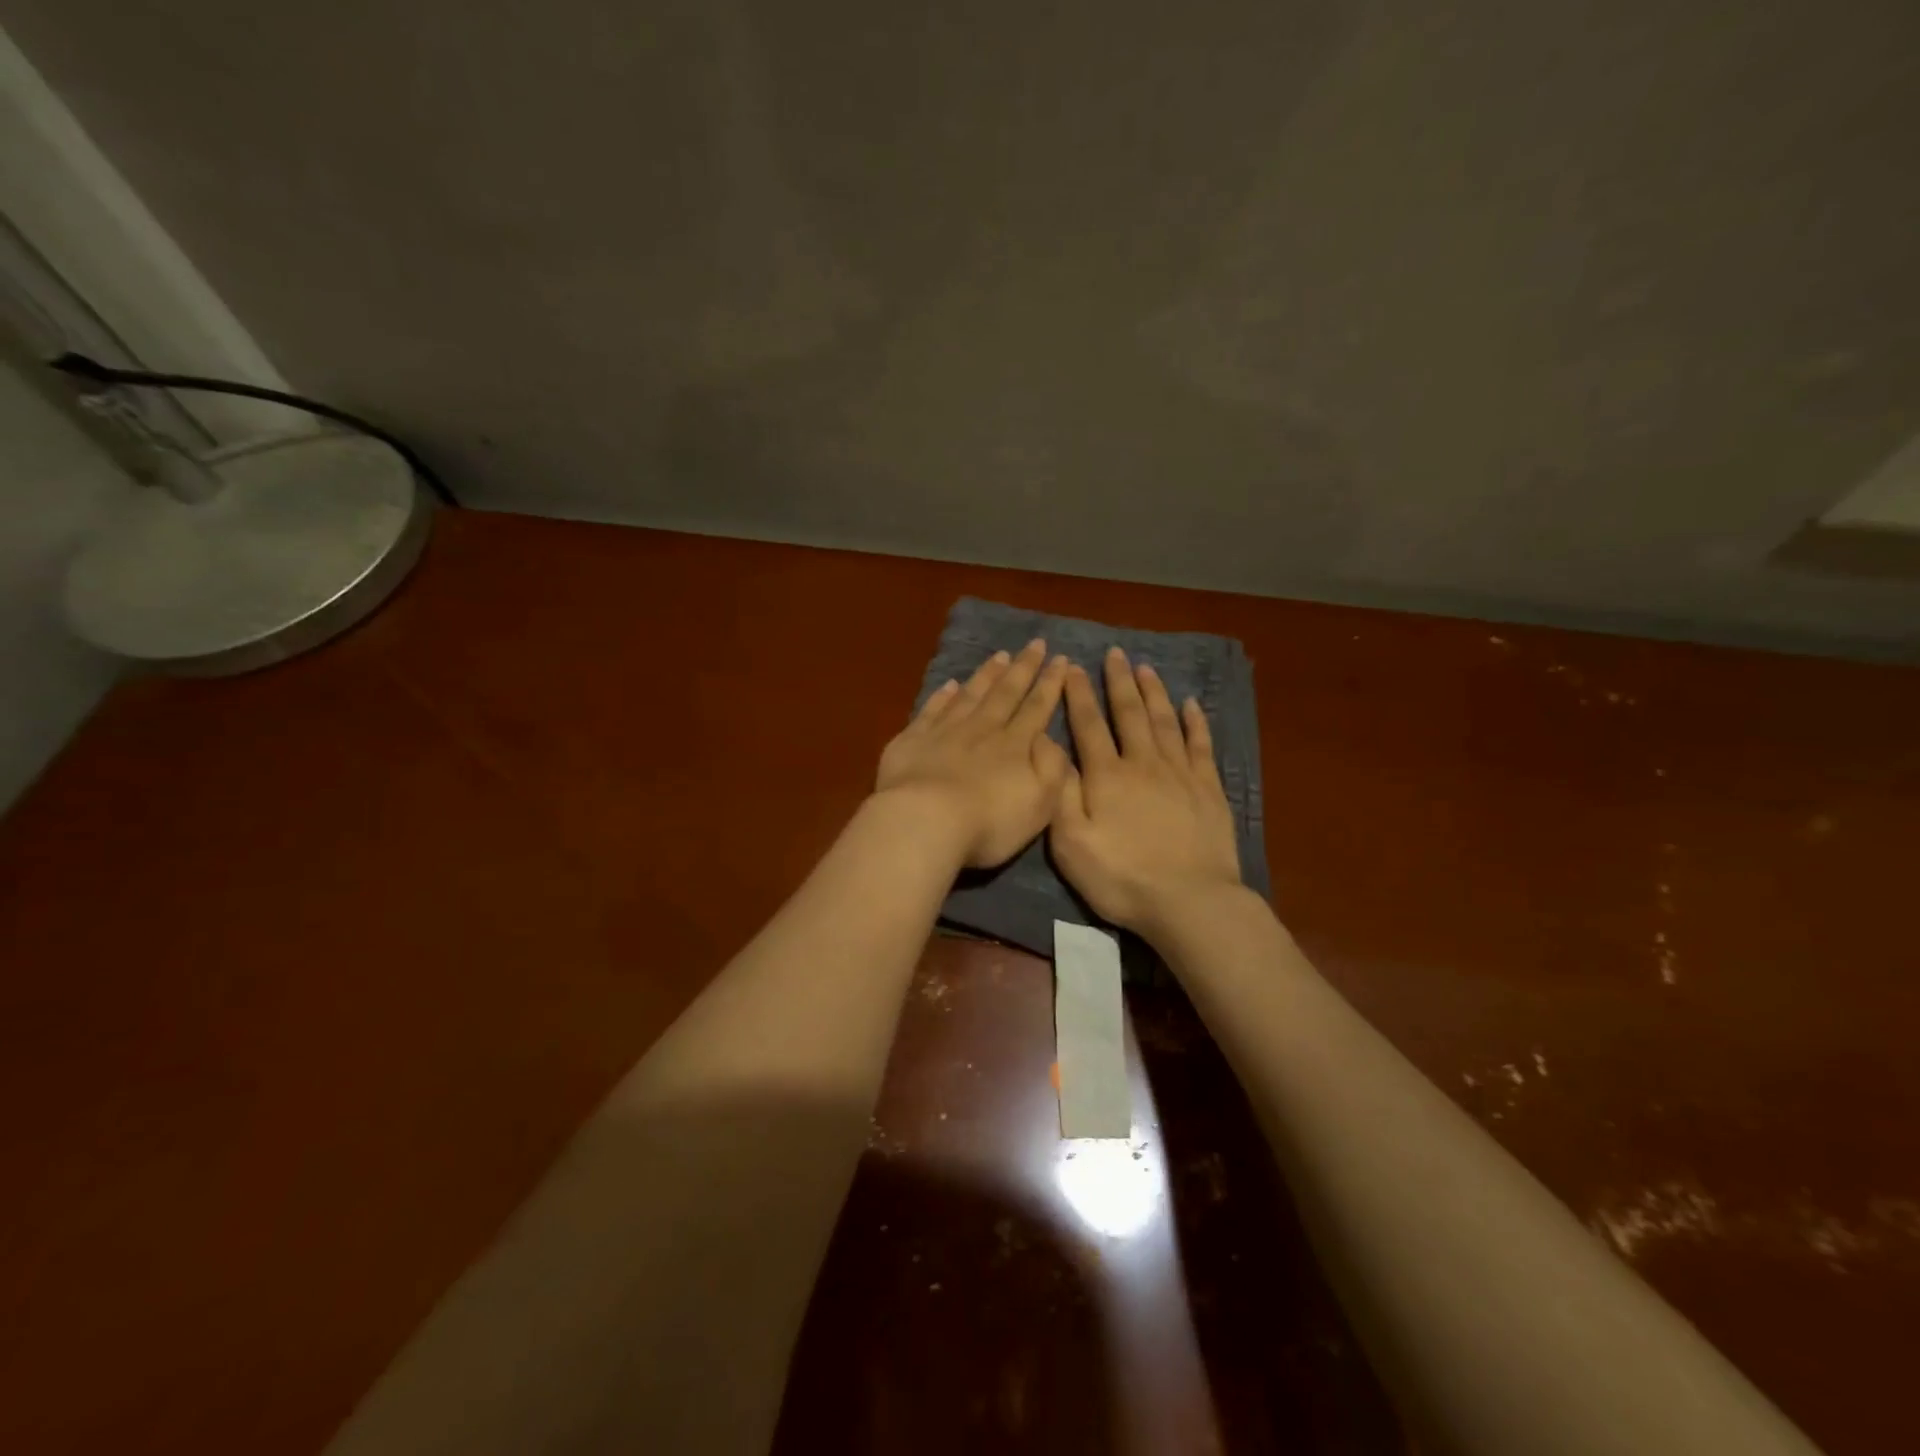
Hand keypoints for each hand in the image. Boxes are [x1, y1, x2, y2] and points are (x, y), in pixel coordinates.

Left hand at [875, 639, 1071, 868]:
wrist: (925, 821)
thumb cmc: (989, 822)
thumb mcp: (1040, 803)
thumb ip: (1052, 768)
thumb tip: (1050, 738)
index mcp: (1014, 746)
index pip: (1036, 708)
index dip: (1050, 684)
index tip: (1061, 660)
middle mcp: (982, 730)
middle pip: (1005, 694)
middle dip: (1023, 669)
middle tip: (1035, 644)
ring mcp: (944, 732)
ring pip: (970, 695)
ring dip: (987, 675)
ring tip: (1000, 656)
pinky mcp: (912, 740)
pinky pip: (931, 710)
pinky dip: (942, 696)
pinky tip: (950, 685)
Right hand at [1049, 646, 1242, 937]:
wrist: (1189, 901)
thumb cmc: (1121, 878)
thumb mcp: (1071, 843)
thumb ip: (1060, 793)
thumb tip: (1051, 751)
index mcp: (1106, 776)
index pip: (1089, 725)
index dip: (1079, 694)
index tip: (1072, 667)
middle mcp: (1143, 763)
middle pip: (1129, 713)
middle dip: (1119, 682)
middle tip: (1115, 653)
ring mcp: (1180, 773)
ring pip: (1164, 721)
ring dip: (1153, 692)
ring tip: (1146, 668)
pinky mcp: (1209, 789)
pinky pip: (1201, 744)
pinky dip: (1195, 722)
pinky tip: (1191, 704)